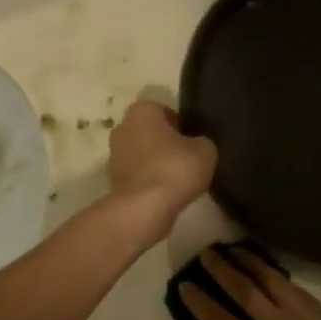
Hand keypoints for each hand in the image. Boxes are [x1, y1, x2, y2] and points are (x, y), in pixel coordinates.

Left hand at [105, 101, 217, 242]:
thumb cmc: (174, 168)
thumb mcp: (206, 150)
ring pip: (143, 154)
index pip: (165, 111)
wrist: (144, 208)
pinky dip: (150, 181)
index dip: (182, 125)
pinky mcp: (114, 180)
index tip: (194, 142)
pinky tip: (167, 193)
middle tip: (188, 159)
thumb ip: (202, 142)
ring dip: (158, 164)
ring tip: (180, 180)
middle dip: (167, 144)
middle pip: (151, 132)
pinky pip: (138, 175)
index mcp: (142, 111)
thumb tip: (197, 146)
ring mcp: (114, 155)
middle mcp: (123, 127)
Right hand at [182, 248, 320, 319]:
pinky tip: (272, 272)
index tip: (185, 284)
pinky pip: (296, 290)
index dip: (199, 301)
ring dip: (250, 262)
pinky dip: (279, 278)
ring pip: (271, 279)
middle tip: (207, 253)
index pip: (218, 319)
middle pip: (242, 289)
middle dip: (221, 269)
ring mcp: (303, 316)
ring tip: (235, 249)